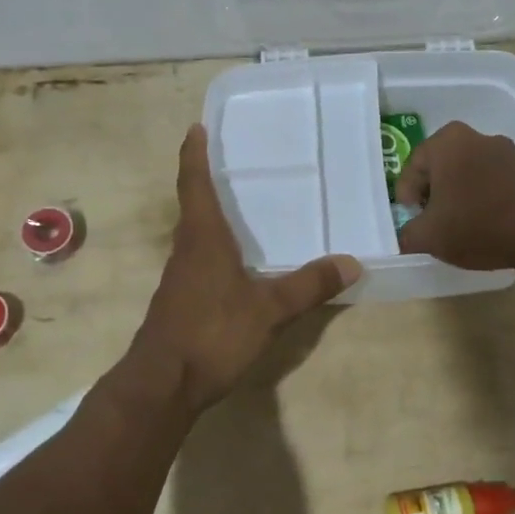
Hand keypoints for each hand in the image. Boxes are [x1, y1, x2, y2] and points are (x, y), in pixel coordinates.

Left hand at [135, 125, 361, 411]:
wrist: (162, 385)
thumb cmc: (212, 334)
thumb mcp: (269, 310)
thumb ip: (309, 285)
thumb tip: (352, 262)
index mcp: (203, 238)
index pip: (194, 184)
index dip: (194, 154)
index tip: (195, 128)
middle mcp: (186, 249)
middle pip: (193, 205)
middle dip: (207, 181)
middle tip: (232, 162)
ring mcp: (179, 277)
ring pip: (196, 235)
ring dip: (211, 216)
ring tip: (241, 208)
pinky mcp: (179, 301)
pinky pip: (199, 260)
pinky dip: (215, 248)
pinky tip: (237, 263)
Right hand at [394, 121, 514, 270]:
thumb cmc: (477, 225)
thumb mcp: (428, 236)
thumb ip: (406, 234)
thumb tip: (405, 236)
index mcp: (447, 142)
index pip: (412, 167)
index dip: (405, 197)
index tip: (410, 220)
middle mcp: (476, 136)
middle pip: (441, 167)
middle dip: (433, 193)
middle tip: (430, 221)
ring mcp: (506, 151)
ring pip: (468, 173)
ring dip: (459, 196)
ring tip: (459, 226)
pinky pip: (492, 181)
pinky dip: (483, 198)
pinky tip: (485, 224)